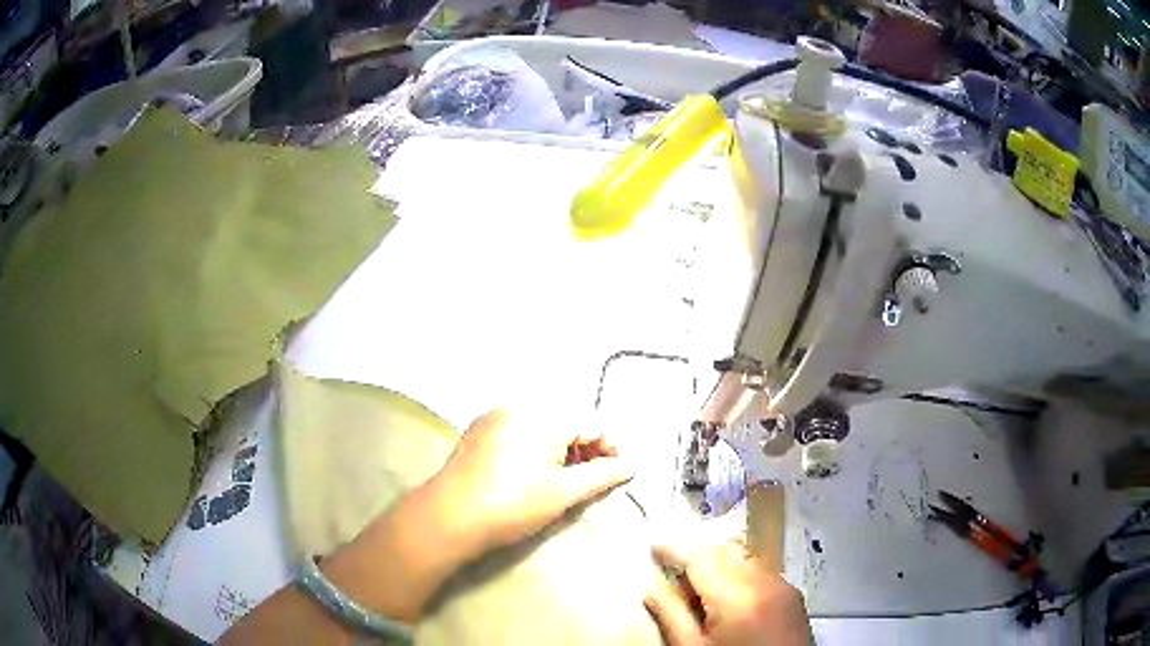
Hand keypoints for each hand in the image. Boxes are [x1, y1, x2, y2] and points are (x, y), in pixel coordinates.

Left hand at [430, 408, 633, 554]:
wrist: (449, 517)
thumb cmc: (511, 506)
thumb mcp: (563, 493)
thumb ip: (602, 476)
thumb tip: (631, 466)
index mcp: (544, 415)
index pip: (594, 422)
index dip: (611, 449)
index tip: (615, 476)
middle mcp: (520, 404)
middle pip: (569, 421)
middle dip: (586, 449)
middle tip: (588, 483)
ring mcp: (496, 415)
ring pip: (544, 425)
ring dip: (562, 449)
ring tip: (562, 482)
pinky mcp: (480, 429)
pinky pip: (520, 429)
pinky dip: (536, 447)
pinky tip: (532, 475)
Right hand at [644, 541, 809, 645]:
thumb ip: (672, 618)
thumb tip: (653, 590)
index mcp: (737, 598)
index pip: (701, 558)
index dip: (674, 550)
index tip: (655, 549)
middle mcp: (766, 583)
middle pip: (726, 551)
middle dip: (698, 555)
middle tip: (674, 574)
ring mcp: (784, 588)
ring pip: (746, 558)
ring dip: (720, 564)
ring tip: (700, 593)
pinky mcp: (793, 597)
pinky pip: (762, 572)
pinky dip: (740, 575)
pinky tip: (728, 600)